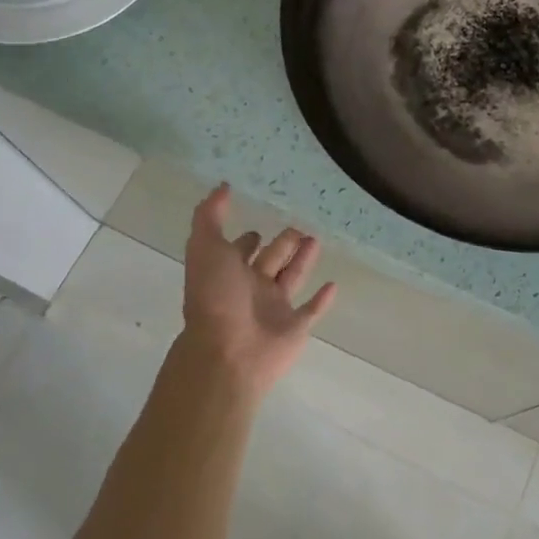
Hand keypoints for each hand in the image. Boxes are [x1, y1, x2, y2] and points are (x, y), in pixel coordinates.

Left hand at [180, 185, 336, 398]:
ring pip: (291, 279)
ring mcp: (273, 310)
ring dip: (303, 261)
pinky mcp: (294, 328)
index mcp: (228, 272)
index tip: (258, 227)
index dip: (247, 240)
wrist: (229, 352)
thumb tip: (222, 186)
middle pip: (270, 262)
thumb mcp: (205, 247)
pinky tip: (333, 284)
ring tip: (316, 240)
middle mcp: (250, 289)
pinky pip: (311, 311)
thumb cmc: (215, 297)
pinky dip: (322, 300)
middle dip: (282, 245)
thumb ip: (210, 216)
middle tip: (298, 228)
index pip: (239, 252)